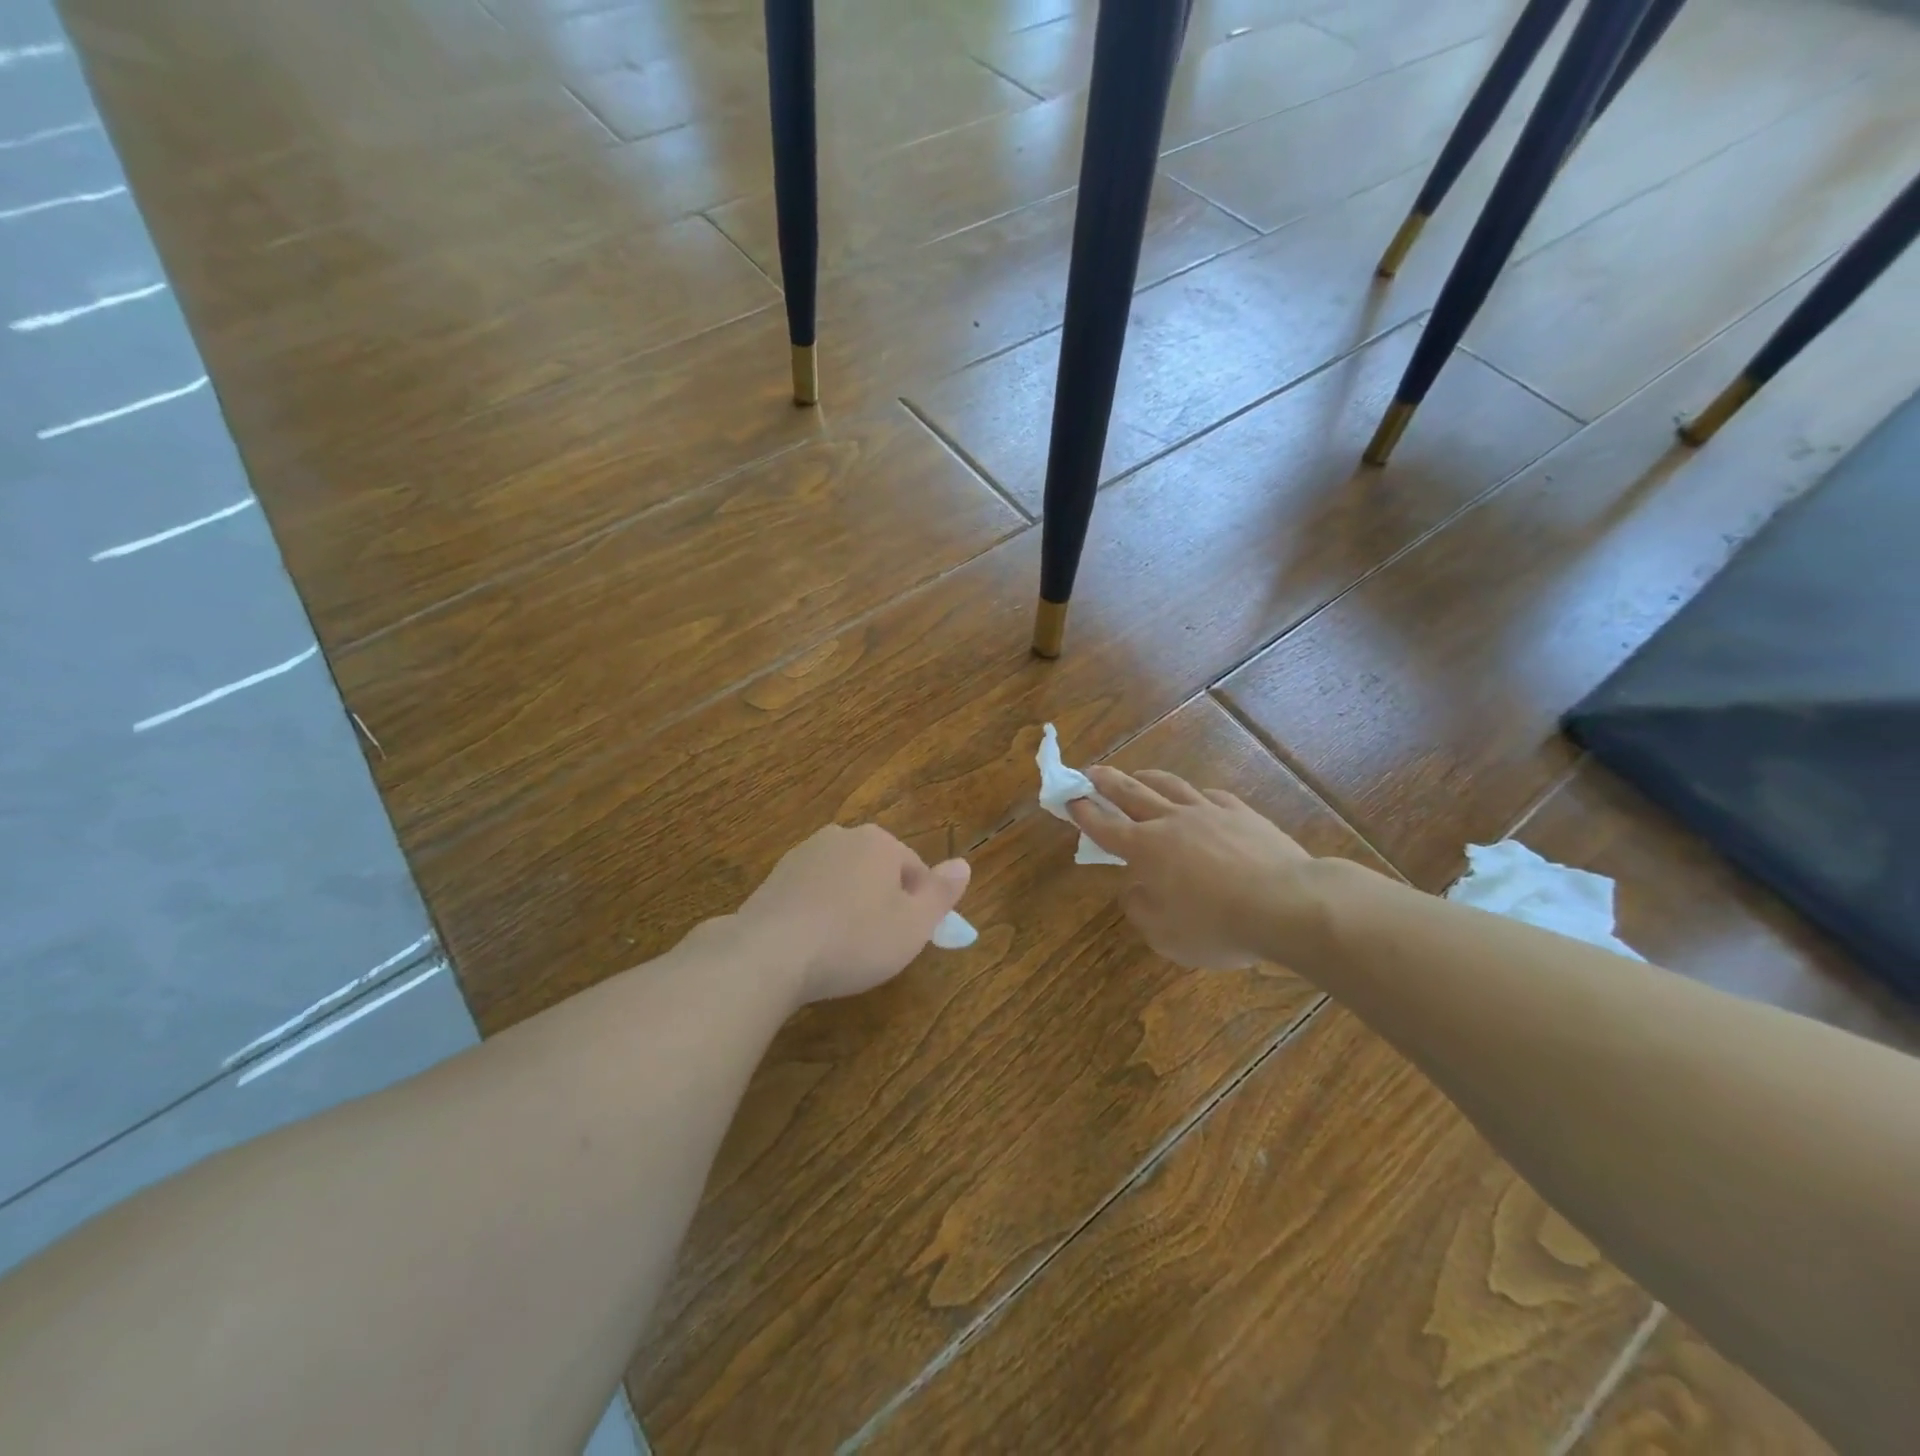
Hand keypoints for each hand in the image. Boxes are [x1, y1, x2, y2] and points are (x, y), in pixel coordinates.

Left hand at [735, 823, 970, 1003]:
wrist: (769, 954)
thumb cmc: (854, 939)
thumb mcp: (914, 924)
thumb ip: (942, 892)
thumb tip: (964, 864)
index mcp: (878, 842)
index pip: (914, 869)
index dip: (917, 906)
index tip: (907, 938)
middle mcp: (840, 837)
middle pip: (877, 870)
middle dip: (881, 902)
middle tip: (877, 945)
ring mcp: (802, 855)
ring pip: (842, 881)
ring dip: (848, 907)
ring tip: (843, 949)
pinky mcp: (773, 879)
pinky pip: (811, 894)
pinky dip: (818, 914)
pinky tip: (813, 946)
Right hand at [1069, 768, 1325, 969]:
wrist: (1288, 904)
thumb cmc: (1219, 926)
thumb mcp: (1167, 936)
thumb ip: (1141, 910)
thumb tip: (1134, 889)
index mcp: (1146, 850)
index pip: (1105, 826)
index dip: (1084, 812)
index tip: (1069, 798)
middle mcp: (1171, 822)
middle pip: (1131, 794)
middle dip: (1106, 782)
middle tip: (1090, 772)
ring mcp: (1208, 812)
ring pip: (1169, 786)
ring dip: (1146, 778)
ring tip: (1136, 774)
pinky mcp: (1241, 813)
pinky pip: (1210, 796)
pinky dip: (1194, 794)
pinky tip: (1196, 797)